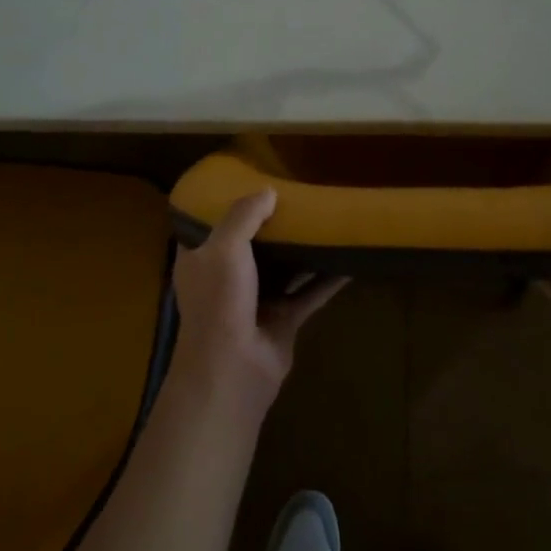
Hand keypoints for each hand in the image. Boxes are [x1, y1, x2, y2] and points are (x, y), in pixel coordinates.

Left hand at [170, 190, 346, 416]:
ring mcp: (256, 300)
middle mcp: (226, 278)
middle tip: (297, 195)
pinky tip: (349, 260)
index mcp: (201, 259)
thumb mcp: (225, 246)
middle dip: (272, 224)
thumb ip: (245, 215)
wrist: (233, 369)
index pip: (210, 226)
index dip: (228, 204)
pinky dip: (327, 279)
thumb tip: (269, 191)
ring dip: (301, 249)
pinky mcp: (283, 319)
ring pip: (282, 267)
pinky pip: (309, 293)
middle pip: (251, 244)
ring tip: (325, 220)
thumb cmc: (220, 300)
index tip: (252, 182)